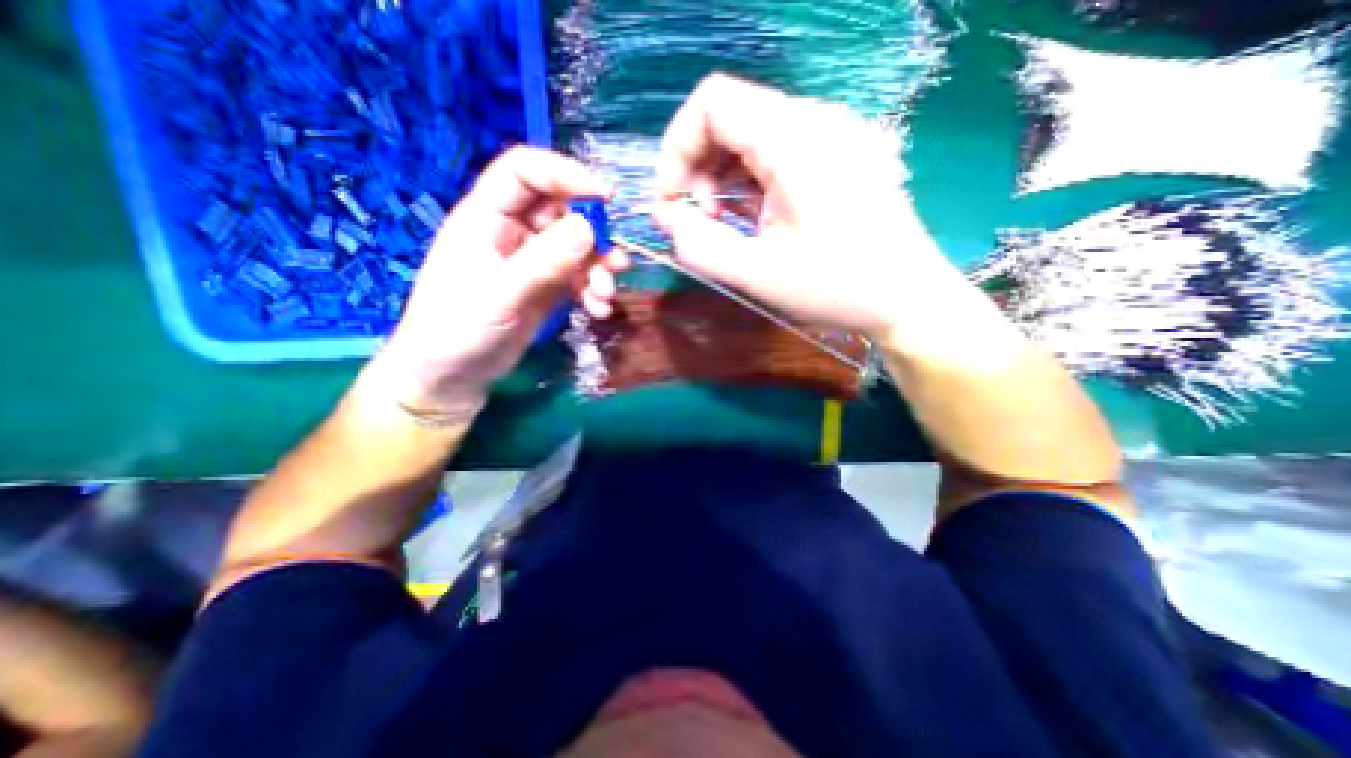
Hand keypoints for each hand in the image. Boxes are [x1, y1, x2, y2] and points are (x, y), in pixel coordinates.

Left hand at [369, 144, 620, 413]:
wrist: (452, 376)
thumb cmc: (458, 329)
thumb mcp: (500, 294)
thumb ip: (544, 261)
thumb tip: (589, 228)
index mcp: (487, 217)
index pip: (525, 172)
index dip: (566, 175)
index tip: (606, 198)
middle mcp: (513, 232)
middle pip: (562, 211)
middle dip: (595, 235)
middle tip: (616, 262)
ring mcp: (533, 261)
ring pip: (577, 247)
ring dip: (599, 268)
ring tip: (606, 295)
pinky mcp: (547, 287)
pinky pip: (579, 277)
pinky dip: (593, 290)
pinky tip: (599, 310)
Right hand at [654, 71, 972, 336]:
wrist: (909, 299)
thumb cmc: (838, 288)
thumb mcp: (758, 274)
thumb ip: (701, 246)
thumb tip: (669, 219)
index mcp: (795, 139)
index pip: (712, 103)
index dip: (677, 149)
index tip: (671, 202)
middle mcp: (815, 121)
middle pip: (730, 116)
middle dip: (697, 167)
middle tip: (697, 220)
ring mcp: (832, 135)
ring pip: (751, 135)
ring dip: (722, 176)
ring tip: (723, 223)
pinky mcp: (838, 155)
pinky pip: (777, 152)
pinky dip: (749, 181)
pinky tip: (752, 217)